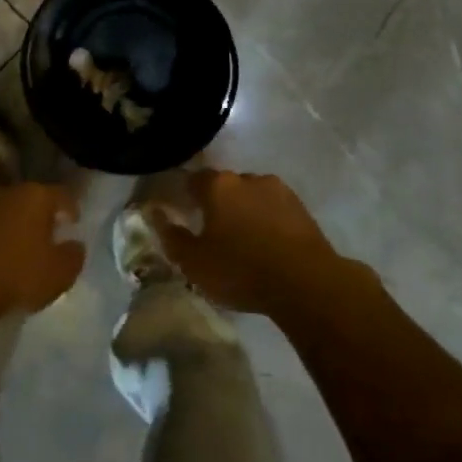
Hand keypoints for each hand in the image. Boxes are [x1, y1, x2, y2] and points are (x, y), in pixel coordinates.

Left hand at [0, 182, 83, 317]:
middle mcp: (2, 191)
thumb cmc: (15, 276)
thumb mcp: (59, 274)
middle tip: (43, 237)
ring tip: (11, 249)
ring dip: (7, 225)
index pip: (62, 195)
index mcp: (34, 196)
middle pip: (27, 199)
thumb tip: (74, 244)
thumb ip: (73, 255)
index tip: (73, 224)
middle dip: (36, 216)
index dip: (71, 208)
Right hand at [145, 170, 373, 316]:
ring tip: (242, 240)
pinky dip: (266, 220)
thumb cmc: (241, 270)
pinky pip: (273, 209)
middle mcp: (247, 178)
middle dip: (216, 204)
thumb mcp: (195, 263)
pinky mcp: (301, 207)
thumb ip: (172, 237)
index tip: (181, 213)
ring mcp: (278, 190)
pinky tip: (266, 244)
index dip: (184, 195)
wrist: (306, 282)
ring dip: (244, 211)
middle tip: (211, 232)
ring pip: (251, 196)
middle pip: (224, 186)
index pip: (192, 180)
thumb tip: (156, 214)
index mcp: (218, 186)